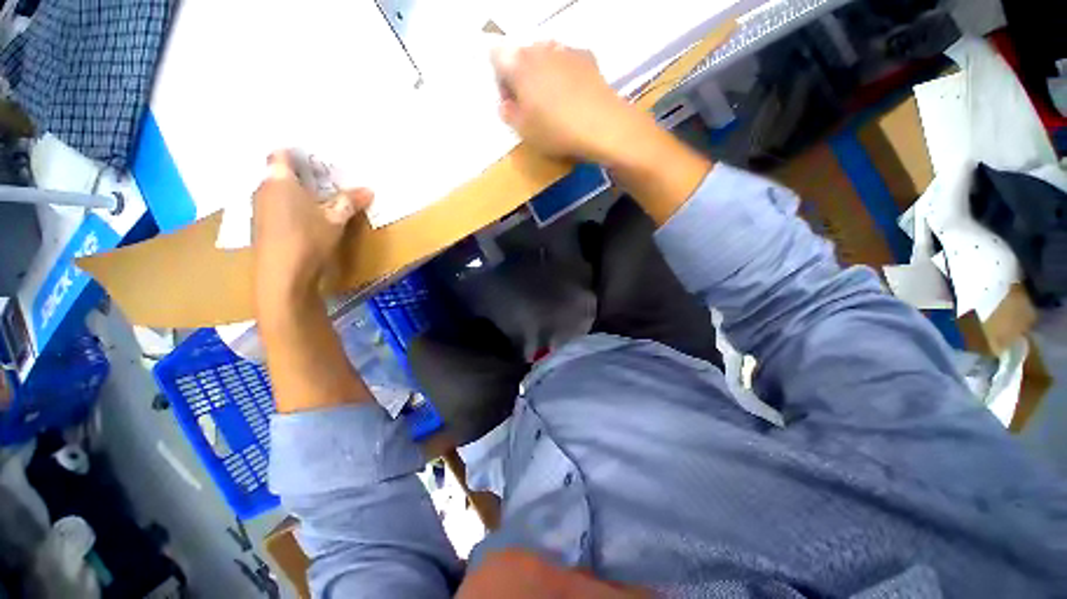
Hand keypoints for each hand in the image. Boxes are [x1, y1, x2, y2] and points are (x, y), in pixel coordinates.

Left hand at [252, 151, 371, 314]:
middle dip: (300, 173)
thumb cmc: (308, 239)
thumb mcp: (336, 220)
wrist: (283, 275)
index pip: (280, 154)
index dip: (296, 152)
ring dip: (295, 191)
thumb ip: (349, 201)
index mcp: (278, 180)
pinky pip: (275, 206)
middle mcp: (262, 189)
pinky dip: (289, 206)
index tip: (316, 157)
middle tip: (325, 177)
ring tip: (319, 197)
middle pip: (278, 172)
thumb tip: (368, 189)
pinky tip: (306, 218)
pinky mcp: (261, 227)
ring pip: (276, 191)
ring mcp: (258, 209)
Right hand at [491, 42, 653, 163]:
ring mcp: (564, 50)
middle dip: (521, 77)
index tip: (511, 102)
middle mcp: (539, 49)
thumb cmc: (555, 130)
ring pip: (545, 57)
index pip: (496, 59)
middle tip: (530, 104)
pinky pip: (567, 61)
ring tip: (553, 101)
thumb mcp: (523, 131)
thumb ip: (508, 114)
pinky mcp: (586, 56)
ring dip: (543, 74)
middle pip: (521, 56)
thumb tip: (506, 104)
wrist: (601, 125)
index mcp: (517, 65)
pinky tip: (573, 95)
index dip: (501, 81)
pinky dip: (565, 74)